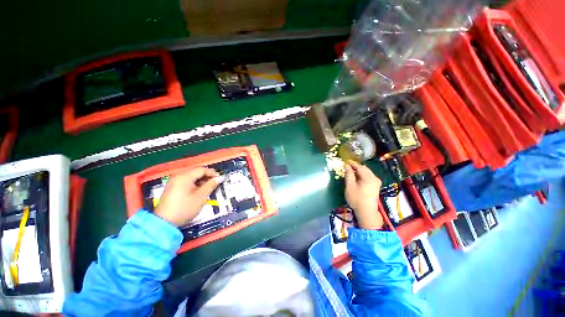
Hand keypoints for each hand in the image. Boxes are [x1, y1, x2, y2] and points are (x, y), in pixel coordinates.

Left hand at [155, 167, 220, 226]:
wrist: (165, 223)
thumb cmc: (184, 208)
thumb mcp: (201, 196)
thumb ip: (211, 185)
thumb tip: (220, 178)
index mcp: (184, 177)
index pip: (202, 169)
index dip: (212, 173)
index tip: (220, 179)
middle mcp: (178, 176)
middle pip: (196, 172)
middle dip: (207, 177)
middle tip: (215, 183)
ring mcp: (174, 182)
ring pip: (192, 177)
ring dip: (201, 180)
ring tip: (208, 188)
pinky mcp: (172, 188)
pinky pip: (186, 181)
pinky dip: (194, 184)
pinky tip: (199, 191)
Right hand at [344, 160, 383, 229]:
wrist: (366, 212)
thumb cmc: (356, 199)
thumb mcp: (350, 186)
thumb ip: (349, 174)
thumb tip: (346, 165)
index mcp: (369, 177)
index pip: (359, 166)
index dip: (352, 163)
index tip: (345, 161)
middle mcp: (374, 178)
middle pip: (364, 169)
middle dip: (355, 166)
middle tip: (346, 165)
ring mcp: (376, 182)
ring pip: (366, 172)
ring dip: (358, 170)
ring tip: (350, 170)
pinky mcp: (376, 186)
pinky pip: (368, 176)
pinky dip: (362, 175)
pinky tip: (356, 177)